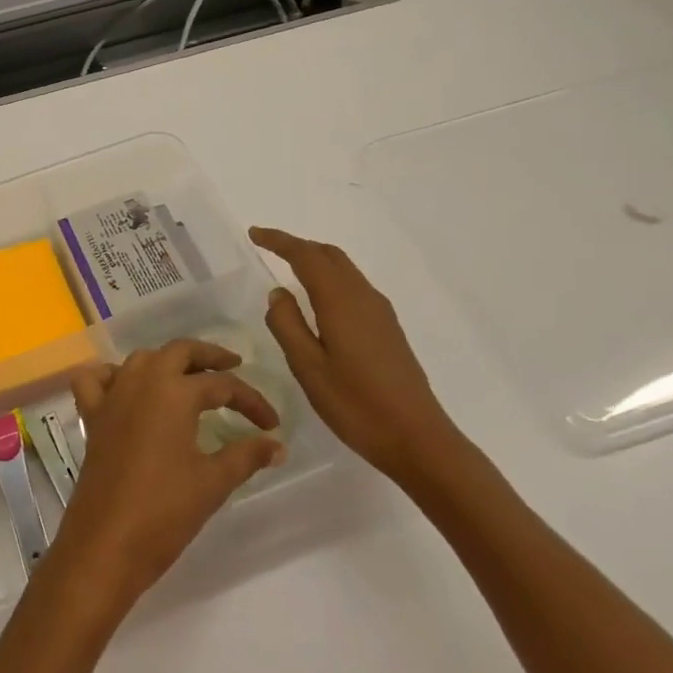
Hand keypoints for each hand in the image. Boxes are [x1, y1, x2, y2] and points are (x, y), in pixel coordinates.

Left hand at [58, 340, 285, 609]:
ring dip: (167, 361)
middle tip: (233, 367)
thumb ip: (247, 456)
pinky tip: (126, 389)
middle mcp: (141, 381)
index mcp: (174, 392)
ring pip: (141, 359)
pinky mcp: (91, 417)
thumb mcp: (213, 482)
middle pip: (179, 351)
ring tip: (189, 379)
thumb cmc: (164, 511)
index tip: (271, 424)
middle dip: (209, 356)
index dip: (251, 401)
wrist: (106, 544)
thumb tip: (277, 445)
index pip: (222, 385)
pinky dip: (111, 375)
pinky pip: (96, 380)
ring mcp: (112, 396)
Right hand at [250, 227, 468, 488]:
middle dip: (298, 246)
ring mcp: (380, 311)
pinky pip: (354, 286)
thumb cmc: (355, 404)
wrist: (417, 437)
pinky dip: (331, 278)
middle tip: (268, 248)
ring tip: (289, 269)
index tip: (254, 234)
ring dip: (316, 261)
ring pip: (344, 269)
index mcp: (340, 301)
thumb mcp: (308, 368)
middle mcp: (363, 296)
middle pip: (329, 255)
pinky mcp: (388, 328)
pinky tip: (319, 301)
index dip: (279, 241)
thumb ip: (287, 325)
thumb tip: (278, 293)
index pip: (306, 256)